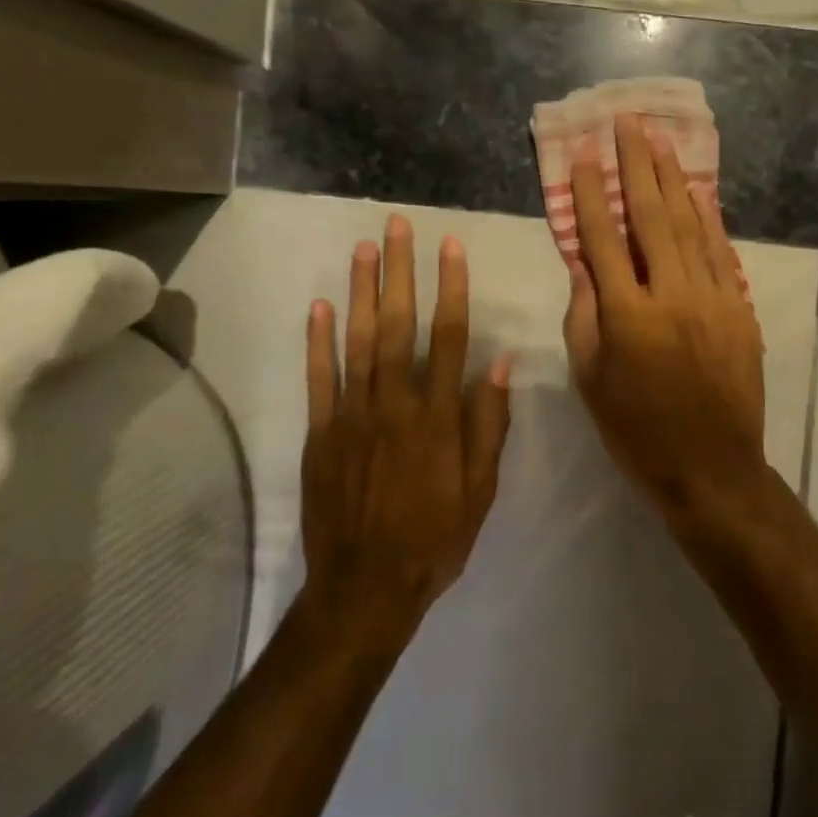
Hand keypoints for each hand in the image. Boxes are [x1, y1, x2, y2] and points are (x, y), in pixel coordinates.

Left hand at [301, 215, 512, 638]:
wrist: (365, 590)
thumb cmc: (435, 538)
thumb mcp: (481, 489)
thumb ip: (488, 424)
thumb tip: (499, 364)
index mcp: (438, 416)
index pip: (449, 336)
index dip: (451, 288)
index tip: (450, 247)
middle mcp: (395, 403)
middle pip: (399, 324)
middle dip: (400, 271)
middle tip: (397, 226)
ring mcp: (352, 415)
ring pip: (358, 340)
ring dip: (361, 290)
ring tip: (363, 248)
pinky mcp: (321, 433)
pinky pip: (319, 378)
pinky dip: (318, 341)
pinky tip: (320, 305)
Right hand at [563, 113, 766, 514]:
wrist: (713, 469)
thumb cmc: (637, 430)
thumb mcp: (591, 379)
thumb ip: (584, 313)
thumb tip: (581, 260)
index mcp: (627, 315)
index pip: (602, 238)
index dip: (589, 192)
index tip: (581, 153)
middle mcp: (671, 295)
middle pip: (649, 215)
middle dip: (635, 164)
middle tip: (627, 122)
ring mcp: (712, 297)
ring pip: (688, 224)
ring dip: (671, 178)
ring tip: (658, 139)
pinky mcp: (738, 307)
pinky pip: (719, 250)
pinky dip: (706, 215)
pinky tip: (696, 188)